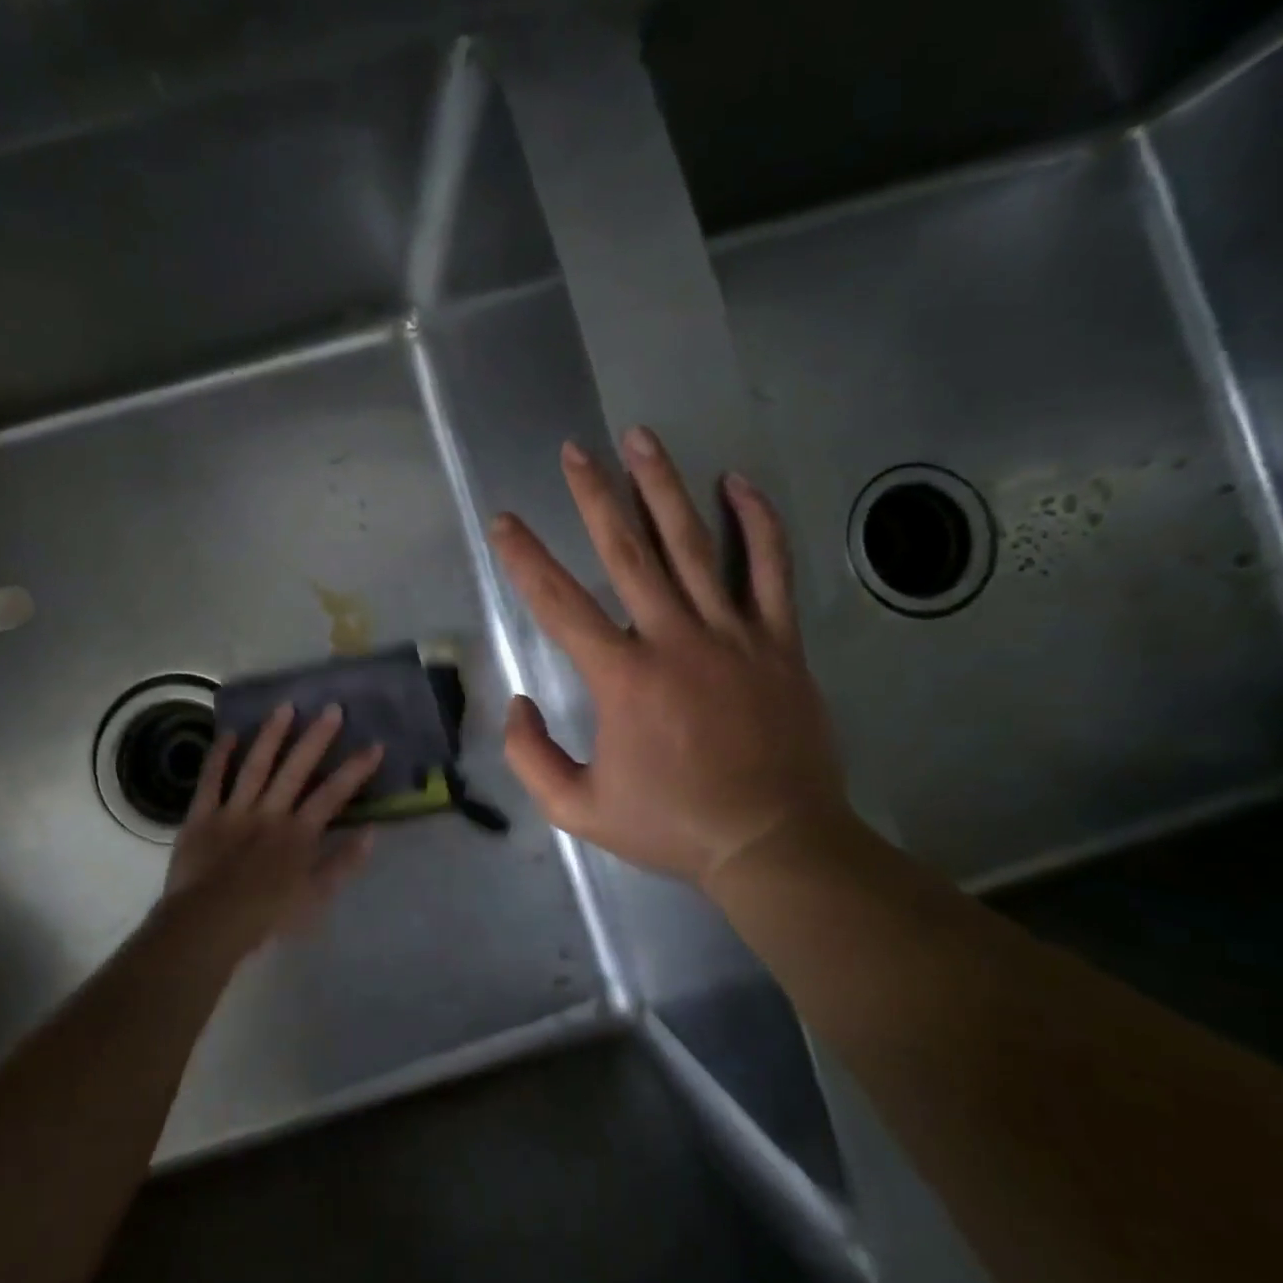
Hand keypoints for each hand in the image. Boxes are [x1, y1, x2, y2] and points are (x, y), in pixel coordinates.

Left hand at [159, 703, 383, 954]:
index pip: (333, 794)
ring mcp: (234, 810)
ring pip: (256, 765)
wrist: (209, 924)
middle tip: (333, 708)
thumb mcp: (316, 897)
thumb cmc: (266, 916)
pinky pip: (211, 781)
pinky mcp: (202, 815)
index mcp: (298, 833)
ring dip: (271, 735)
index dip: (355, 769)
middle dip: (317, 738)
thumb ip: (344, 863)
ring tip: (285, 706)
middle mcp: (270, 812)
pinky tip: (228, 733)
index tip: (374, 745)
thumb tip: (372, 832)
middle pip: (296, 769)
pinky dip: (218, 757)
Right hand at [488, 427, 845, 886]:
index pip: (560, 602)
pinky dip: (757, 523)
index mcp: (622, 678)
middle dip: (595, 496)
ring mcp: (732, 635)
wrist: (774, 844)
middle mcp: (673, 640)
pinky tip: (738, 483)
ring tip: (641, 438)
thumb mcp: (578, 809)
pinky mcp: (778, 643)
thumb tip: (517, 704)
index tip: (504, 521)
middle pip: (628, 552)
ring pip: (693, 546)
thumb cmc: (672, 825)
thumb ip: (531, 758)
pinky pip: (770, 570)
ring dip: (663, 488)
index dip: (526, 558)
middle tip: (575, 451)